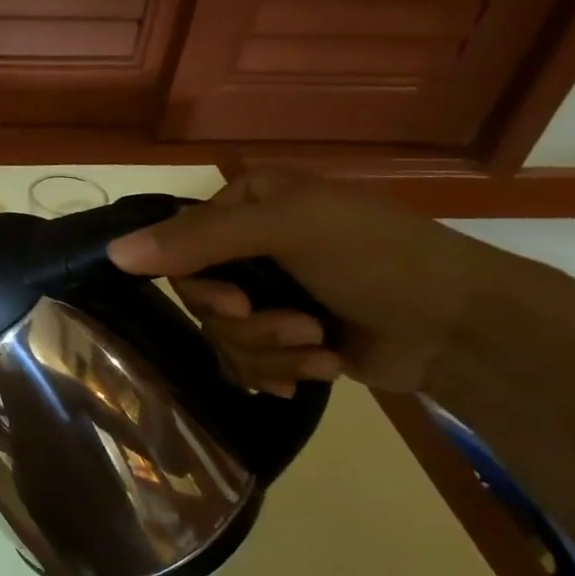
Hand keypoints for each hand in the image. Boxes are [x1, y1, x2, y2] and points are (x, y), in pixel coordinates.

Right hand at [108, 168, 508, 394]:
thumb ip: (200, 240)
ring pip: (222, 336)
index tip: (237, 303)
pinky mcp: (285, 339)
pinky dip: (281, 370)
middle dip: (247, 323)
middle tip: (295, 325)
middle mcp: (248, 247)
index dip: (199, 284)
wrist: (462, 326)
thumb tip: (112, 253)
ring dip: (271, 350)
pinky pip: (246, 363)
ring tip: (322, 348)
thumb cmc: (379, 258)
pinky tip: (319, 369)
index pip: (178, 246)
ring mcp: (267, 295)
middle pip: (198, 299)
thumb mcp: (289, 230)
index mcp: (247, 205)